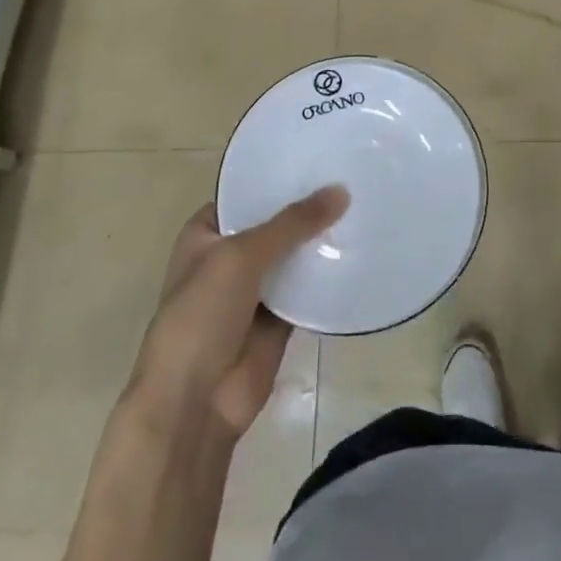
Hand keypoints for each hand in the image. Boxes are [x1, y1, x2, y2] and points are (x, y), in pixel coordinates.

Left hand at [128, 186, 347, 439]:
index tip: (320, 158)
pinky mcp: (279, 319)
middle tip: (354, 177)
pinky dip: (328, 276)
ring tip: (365, 206)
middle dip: (308, 207)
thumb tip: (341, 191)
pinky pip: (308, 290)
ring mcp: (255, 290)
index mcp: (206, 234)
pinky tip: (361, 252)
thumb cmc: (201, 316)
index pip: (246, 194)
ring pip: (294, 256)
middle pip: (275, 224)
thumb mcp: (241, 257)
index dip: (278, 178)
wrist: (195, 403)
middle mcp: (230, 257)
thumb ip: (292, 223)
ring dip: (321, 241)